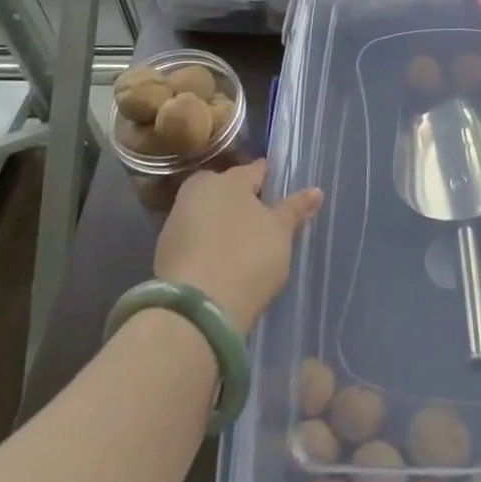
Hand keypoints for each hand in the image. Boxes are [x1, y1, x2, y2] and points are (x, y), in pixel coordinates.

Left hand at [154, 160, 323, 331]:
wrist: (197, 311)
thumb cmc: (247, 256)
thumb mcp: (280, 232)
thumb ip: (295, 209)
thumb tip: (316, 191)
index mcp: (226, 179)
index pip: (254, 170)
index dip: (270, 179)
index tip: (280, 189)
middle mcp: (197, 192)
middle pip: (226, 190)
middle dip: (242, 200)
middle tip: (263, 218)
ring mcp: (176, 224)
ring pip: (208, 215)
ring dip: (223, 224)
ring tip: (245, 243)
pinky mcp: (165, 255)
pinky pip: (195, 241)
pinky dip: (209, 246)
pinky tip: (224, 262)